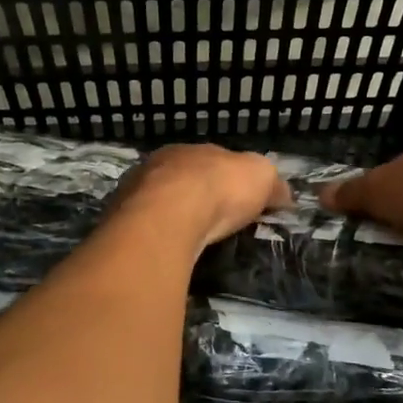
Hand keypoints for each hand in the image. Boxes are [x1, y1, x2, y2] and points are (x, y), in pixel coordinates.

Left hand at [108, 145, 292, 252]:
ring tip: (189, 242)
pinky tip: (167, 251)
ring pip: (158, 204)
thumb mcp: (261, 177)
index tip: (238, 201)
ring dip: (172, 219)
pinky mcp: (120, 222)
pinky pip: (144, 229)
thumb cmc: (218, 189)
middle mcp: (158, 166)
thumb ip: (271, 183)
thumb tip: (283, 194)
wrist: (167, 217)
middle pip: (181, 181)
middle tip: (212, 224)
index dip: (226, 179)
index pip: (211, 162)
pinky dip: (156, 238)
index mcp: (191, 150)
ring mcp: (134, 193)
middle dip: (196, 199)